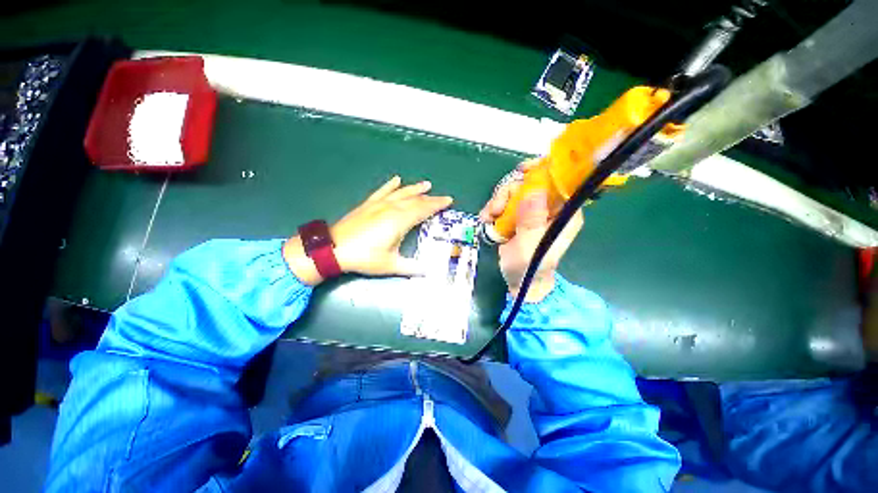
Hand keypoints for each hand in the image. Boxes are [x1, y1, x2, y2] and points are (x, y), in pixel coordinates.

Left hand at [284, 176, 452, 284]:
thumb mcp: (390, 265)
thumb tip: (427, 272)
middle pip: (415, 200)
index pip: (423, 209)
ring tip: (426, 184)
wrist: (333, 249)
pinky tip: (397, 179)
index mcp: (399, 221)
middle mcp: (391, 208)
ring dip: (415, 188)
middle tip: (443, 197)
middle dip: (431, 198)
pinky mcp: (368, 204)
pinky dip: (391, 185)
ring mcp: (379, 204)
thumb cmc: (364, 257)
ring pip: (401, 193)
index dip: (437, 205)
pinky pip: (382, 191)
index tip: (448, 201)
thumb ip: (411, 267)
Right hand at [479, 160, 582, 301]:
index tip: (522, 170)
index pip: (560, 181)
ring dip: (498, 201)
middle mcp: (550, 209)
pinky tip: (487, 219)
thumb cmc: (529, 269)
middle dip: (510, 192)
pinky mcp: (518, 216)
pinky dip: (494, 208)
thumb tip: (534, 191)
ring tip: (488, 217)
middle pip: (531, 183)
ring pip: (515, 191)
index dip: (543, 170)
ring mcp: (533, 212)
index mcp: (564, 214)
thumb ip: (531, 222)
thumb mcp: (529, 247)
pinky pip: (505, 202)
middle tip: (496, 208)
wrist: (519, 282)